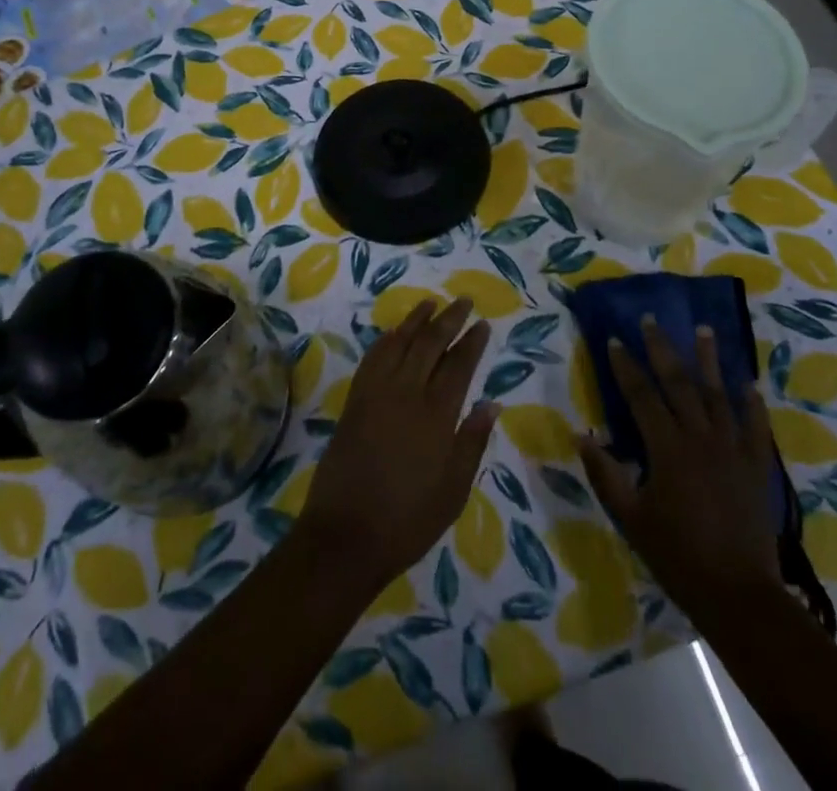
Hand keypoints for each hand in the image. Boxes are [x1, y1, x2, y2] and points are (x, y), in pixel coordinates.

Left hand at [300, 298, 497, 589]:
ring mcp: (376, 394)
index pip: (459, 366)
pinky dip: (386, 340)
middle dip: (448, 320)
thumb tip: (491, 404)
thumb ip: (472, 443)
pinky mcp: (354, 401)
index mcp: (436, 416)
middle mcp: (406, 394)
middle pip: (430, 344)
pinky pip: (372, 359)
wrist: (345, 535)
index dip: (472, 342)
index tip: (482, 323)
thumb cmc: (408, 520)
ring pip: (399, 343)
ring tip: (430, 304)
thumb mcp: (452, 491)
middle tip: (462, 301)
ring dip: (416, 320)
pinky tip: (393, 333)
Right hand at [577, 317, 781, 616]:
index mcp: (667, 448)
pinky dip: (751, 402)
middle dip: (662, 348)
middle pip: (679, 383)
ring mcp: (733, 450)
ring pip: (719, 394)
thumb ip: (605, 473)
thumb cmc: (677, 555)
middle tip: (651, 319)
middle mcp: (701, 438)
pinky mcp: (757, 466)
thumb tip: (580, 434)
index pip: (641, 395)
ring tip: (703, 329)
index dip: (625, 366)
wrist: (738, 595)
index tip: (613, 339)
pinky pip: (756, 426)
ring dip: (709, 360)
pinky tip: (747, 382)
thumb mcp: (630, 517)